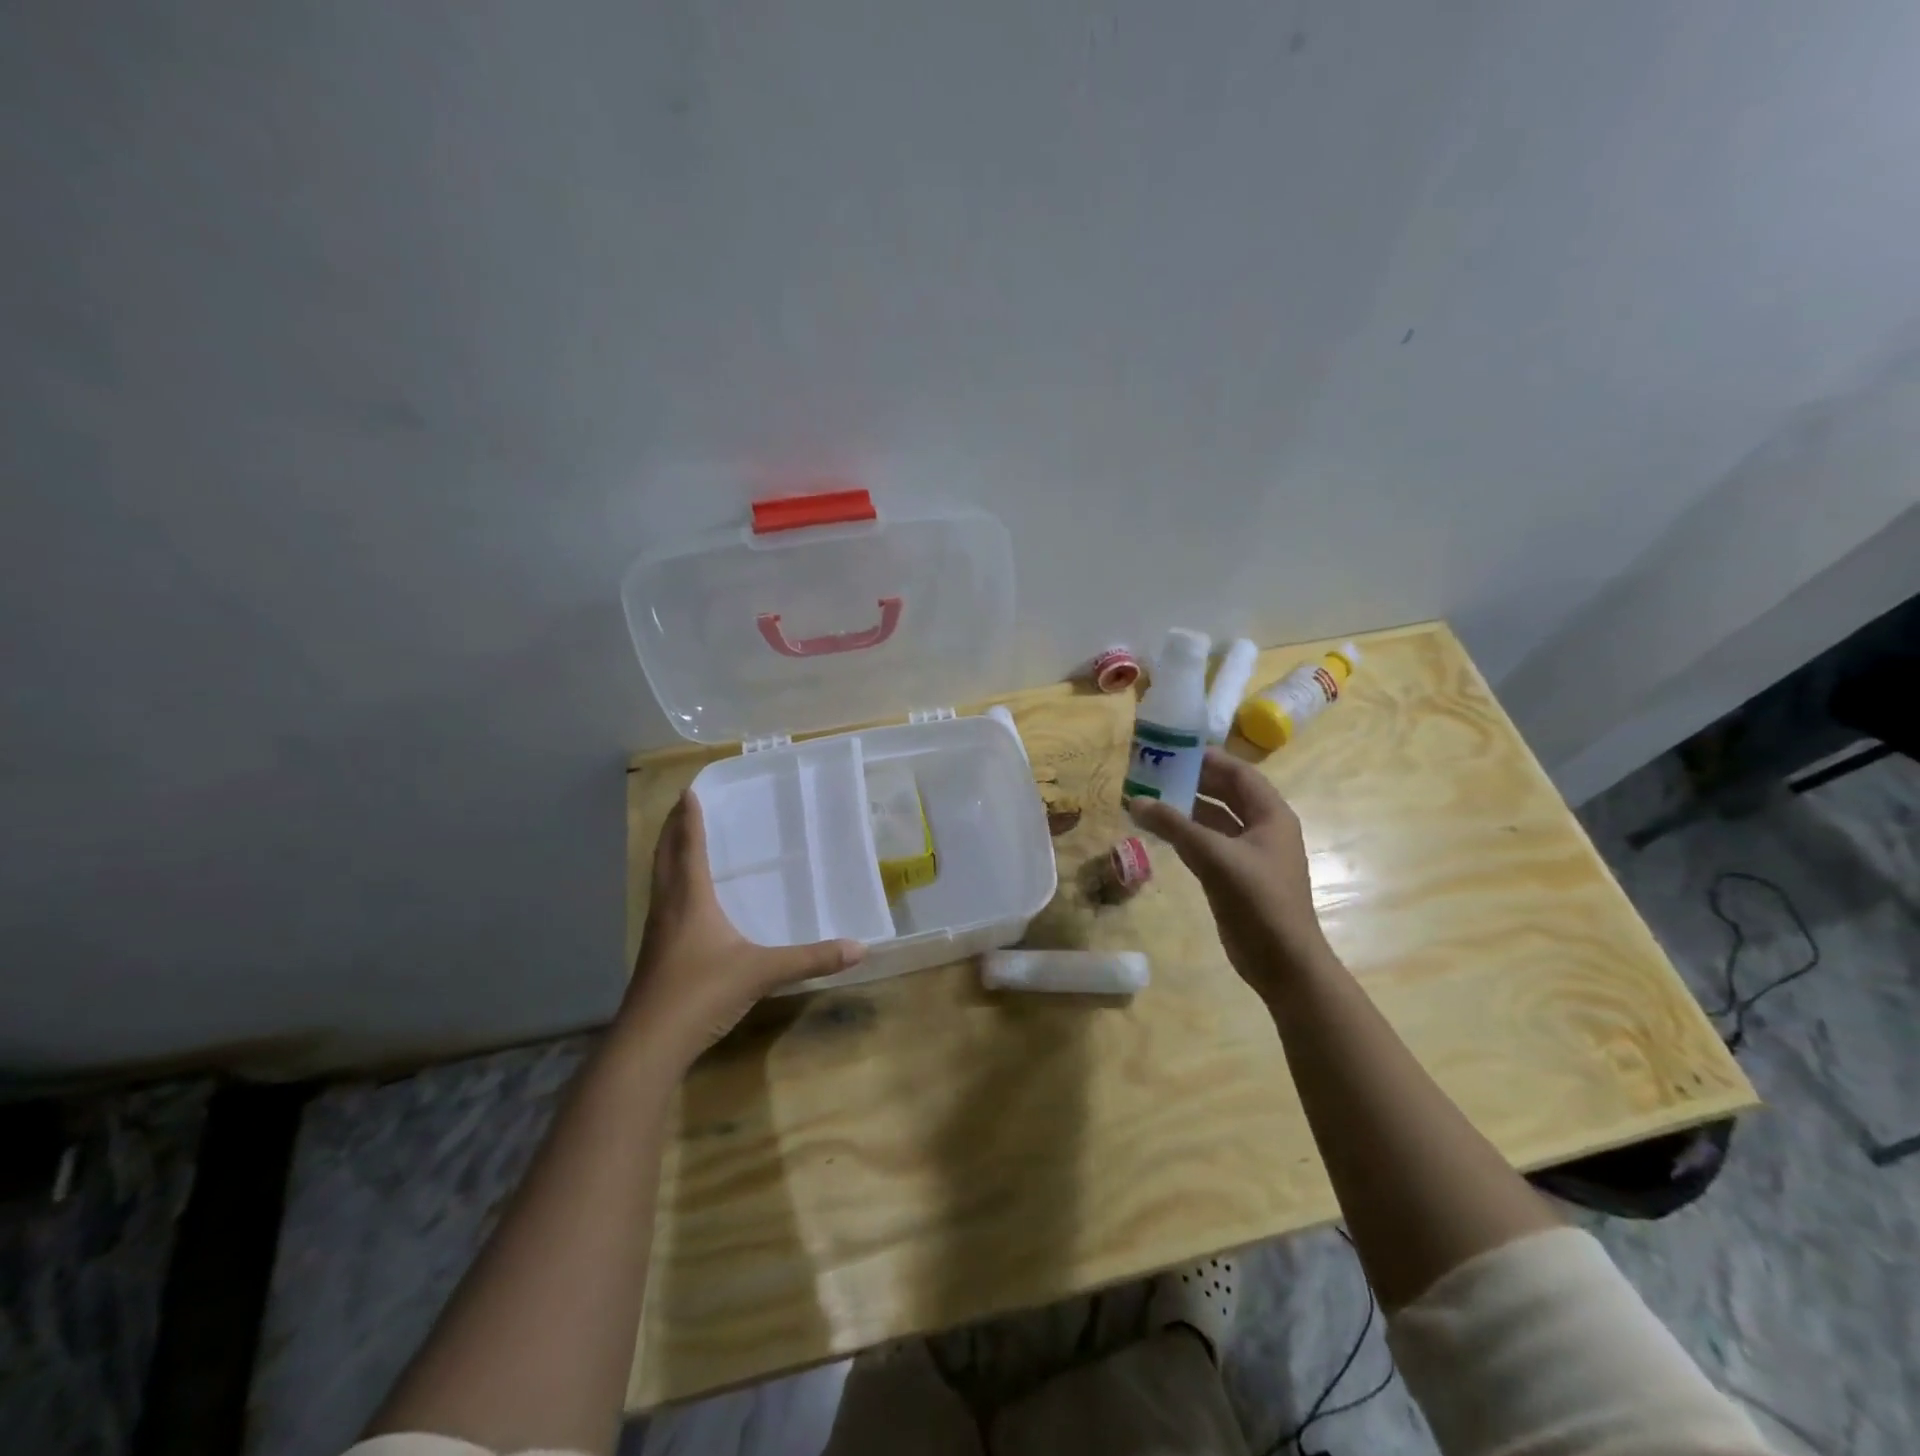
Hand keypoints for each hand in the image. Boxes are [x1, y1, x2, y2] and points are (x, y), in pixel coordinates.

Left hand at [620, 791, 863, 1065]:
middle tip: (681, 806)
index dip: (689, 818)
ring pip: (659, 880)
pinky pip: (662, 903)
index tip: (689, 791)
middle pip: (665, 857)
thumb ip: (810, 959)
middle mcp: (668, 907)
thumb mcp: (762, 972)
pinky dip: (670, 884)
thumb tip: (859, 947)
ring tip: (679, 841)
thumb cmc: (702, 993)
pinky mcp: (655, 953)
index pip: (689, 847)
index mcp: (690, 899)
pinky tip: (683, 899)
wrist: (649, 1043)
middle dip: (672, 829)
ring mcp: (657, 932)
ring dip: (667, 855)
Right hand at [1126, 749, 1329, 1003]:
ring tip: (1147, 795)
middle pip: (1225, 793)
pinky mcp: (1233, 876)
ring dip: (1184, 808)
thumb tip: (1135, 801)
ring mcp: (1248, 854)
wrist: (1283, 963)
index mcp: (1271, 815)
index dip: (1207, 758)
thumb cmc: (1258, 902)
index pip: (1238, 773)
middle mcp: (1262, 828)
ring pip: (1213, 819)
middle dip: (1191, 781)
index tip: (1172, 747)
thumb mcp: (1215, 857)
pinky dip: (1183, 834)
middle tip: (1152, 769)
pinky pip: (1206, 844)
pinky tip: (1157, 829)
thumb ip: (1175, 827)